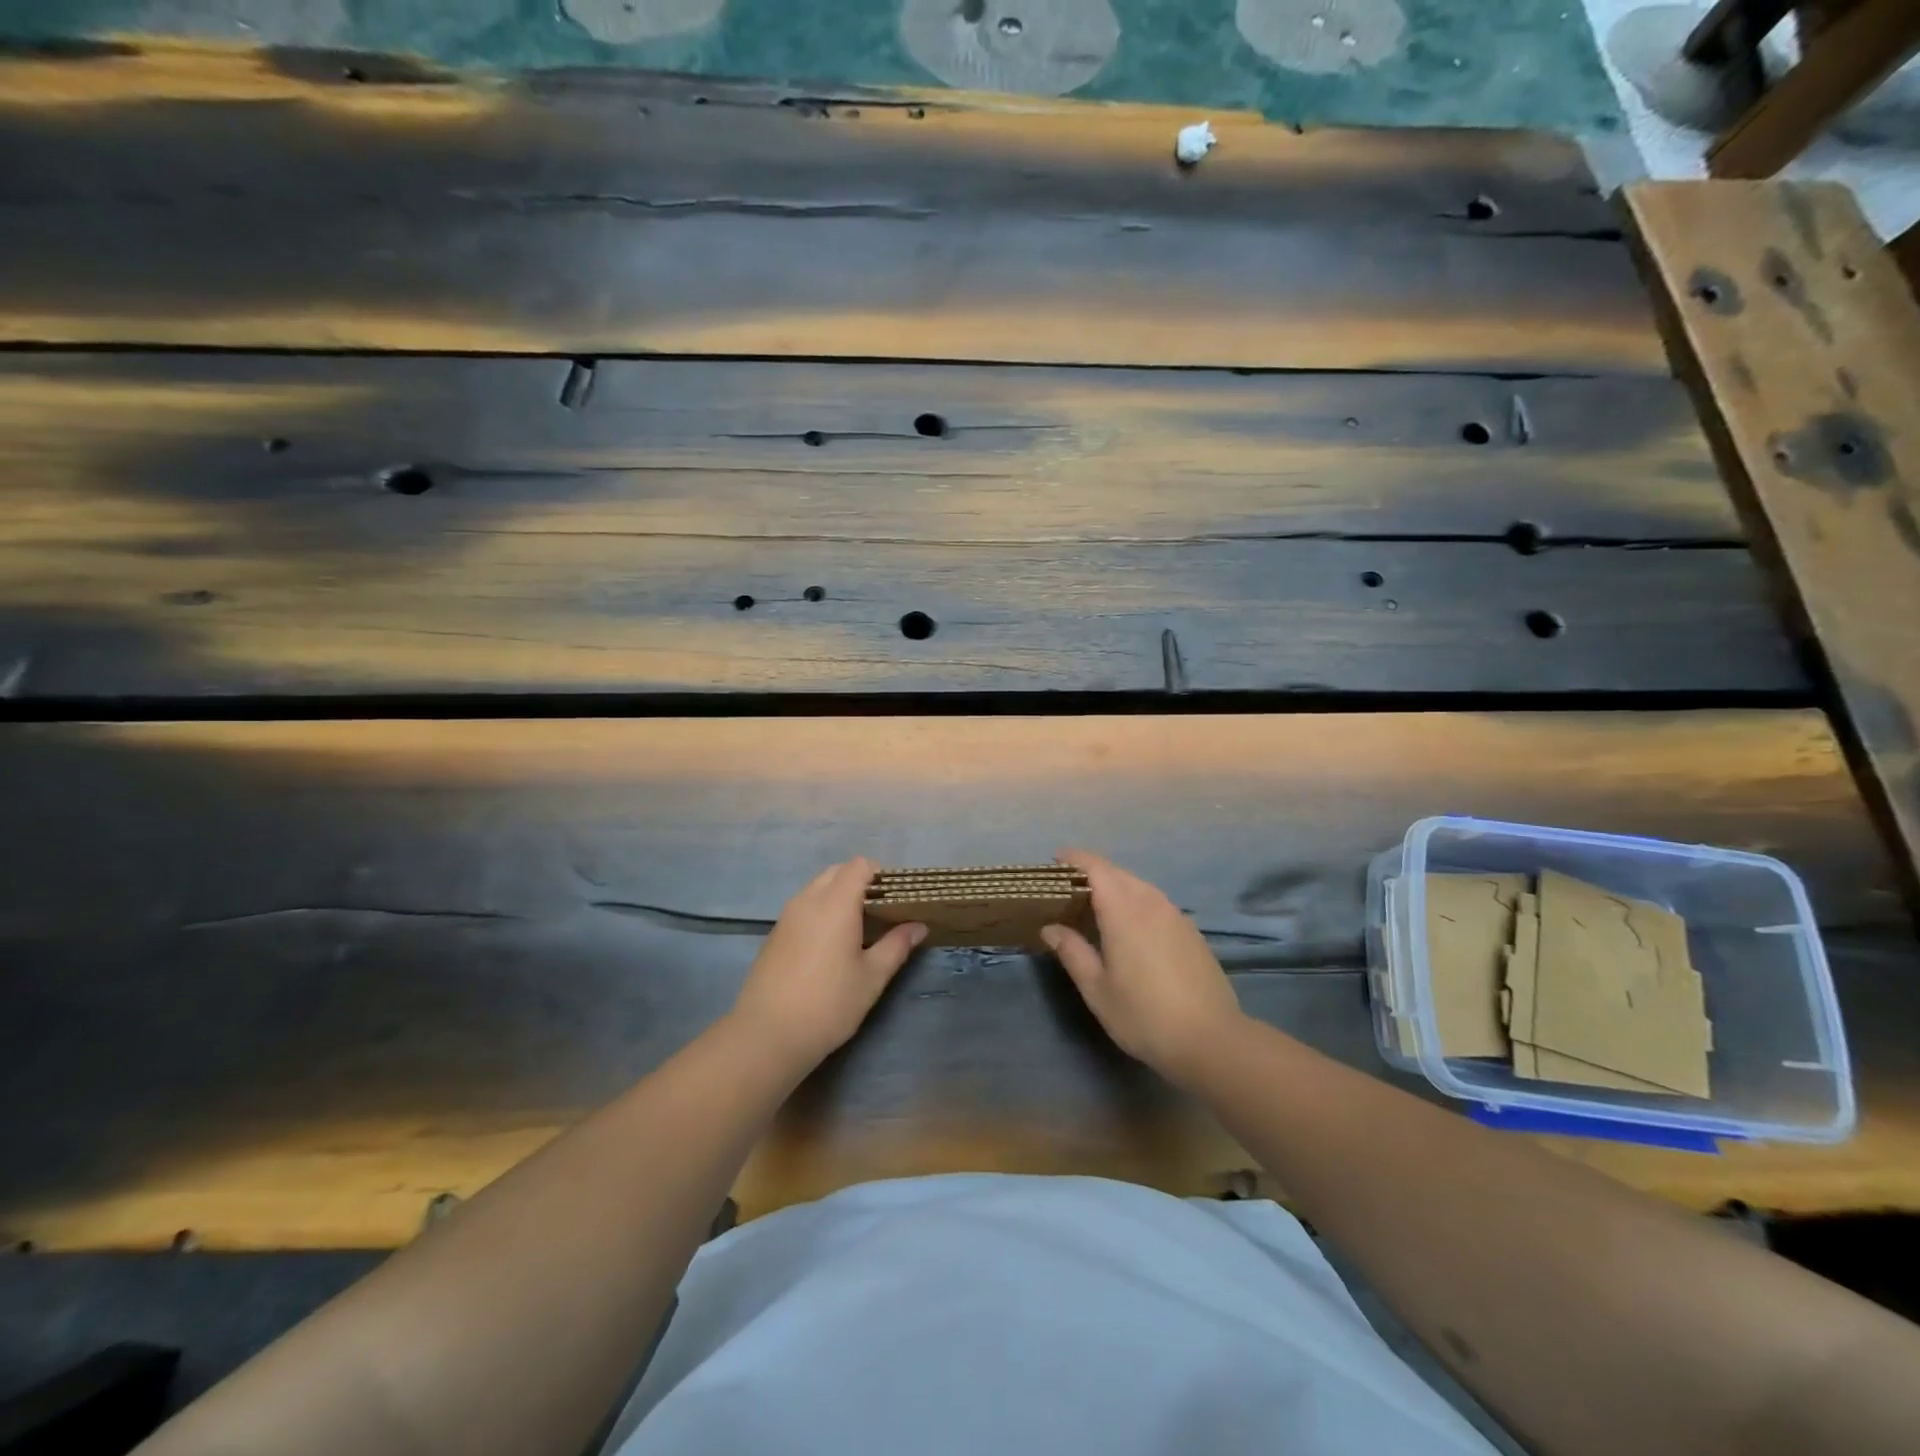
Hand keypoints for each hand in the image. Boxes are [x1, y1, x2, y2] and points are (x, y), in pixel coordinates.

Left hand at [728, 858, 925, 1071]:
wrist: (767, 1035)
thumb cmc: (828, 1004)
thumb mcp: (871, 977)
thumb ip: (896, 945)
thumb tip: (919, 925)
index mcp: (836, 903)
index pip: (860, 865)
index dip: (881, 874)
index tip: (896, 898)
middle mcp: (808, 900)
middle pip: (837, 871)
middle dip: (860, 882)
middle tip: (880, 912)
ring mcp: (787, 916)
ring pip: (818, 887)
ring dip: (839, 895)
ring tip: (858, 928)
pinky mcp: (775, 933)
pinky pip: (803, 906)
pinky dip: (821, 910)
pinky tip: (831, 944)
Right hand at [1042, 849, 1243, 1086]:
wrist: (1211, 1040)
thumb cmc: (1144, 1015)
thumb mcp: (1097, 989)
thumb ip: (1072, 952)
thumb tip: (1051, 928)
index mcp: (1124, 911)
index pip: (1096, 868)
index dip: (1074, 859)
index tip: (1055, 861)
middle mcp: (1151, 903)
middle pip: (1117, 873)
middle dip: (1091, 873)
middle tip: (1068, 890)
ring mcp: (1176, 915)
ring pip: (1139, 886)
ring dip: (1115, 887)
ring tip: (1095, 907)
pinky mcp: (1191, 931)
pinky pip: (1156, 903)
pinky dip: (1136, 902)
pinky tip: (1130, 928)